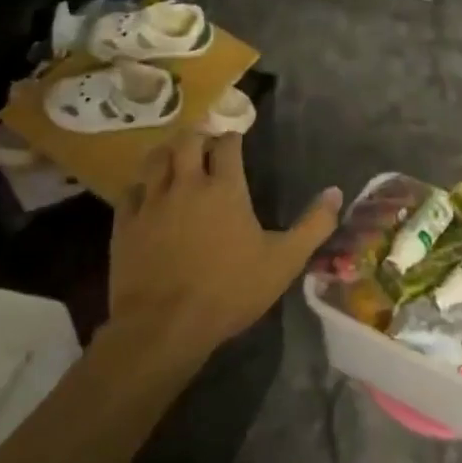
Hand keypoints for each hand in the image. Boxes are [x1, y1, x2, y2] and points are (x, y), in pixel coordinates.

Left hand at [106, 133, 341, 363]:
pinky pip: (130, 190)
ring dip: (167, 153)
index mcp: (224, 188)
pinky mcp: (125, 224)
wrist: (164, 327)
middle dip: (198, 136)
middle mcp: (186, 184)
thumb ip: (313, 225)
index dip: (232, 137)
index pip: (227, 144)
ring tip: (175, 158)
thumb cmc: (229, 291)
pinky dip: (141, 185)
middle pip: (187, 141)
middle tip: (205, 142)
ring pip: (155, 159)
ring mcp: (151, 203)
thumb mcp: (284, 261)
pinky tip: (146, 193)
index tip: (236, 138)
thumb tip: (336, 192)